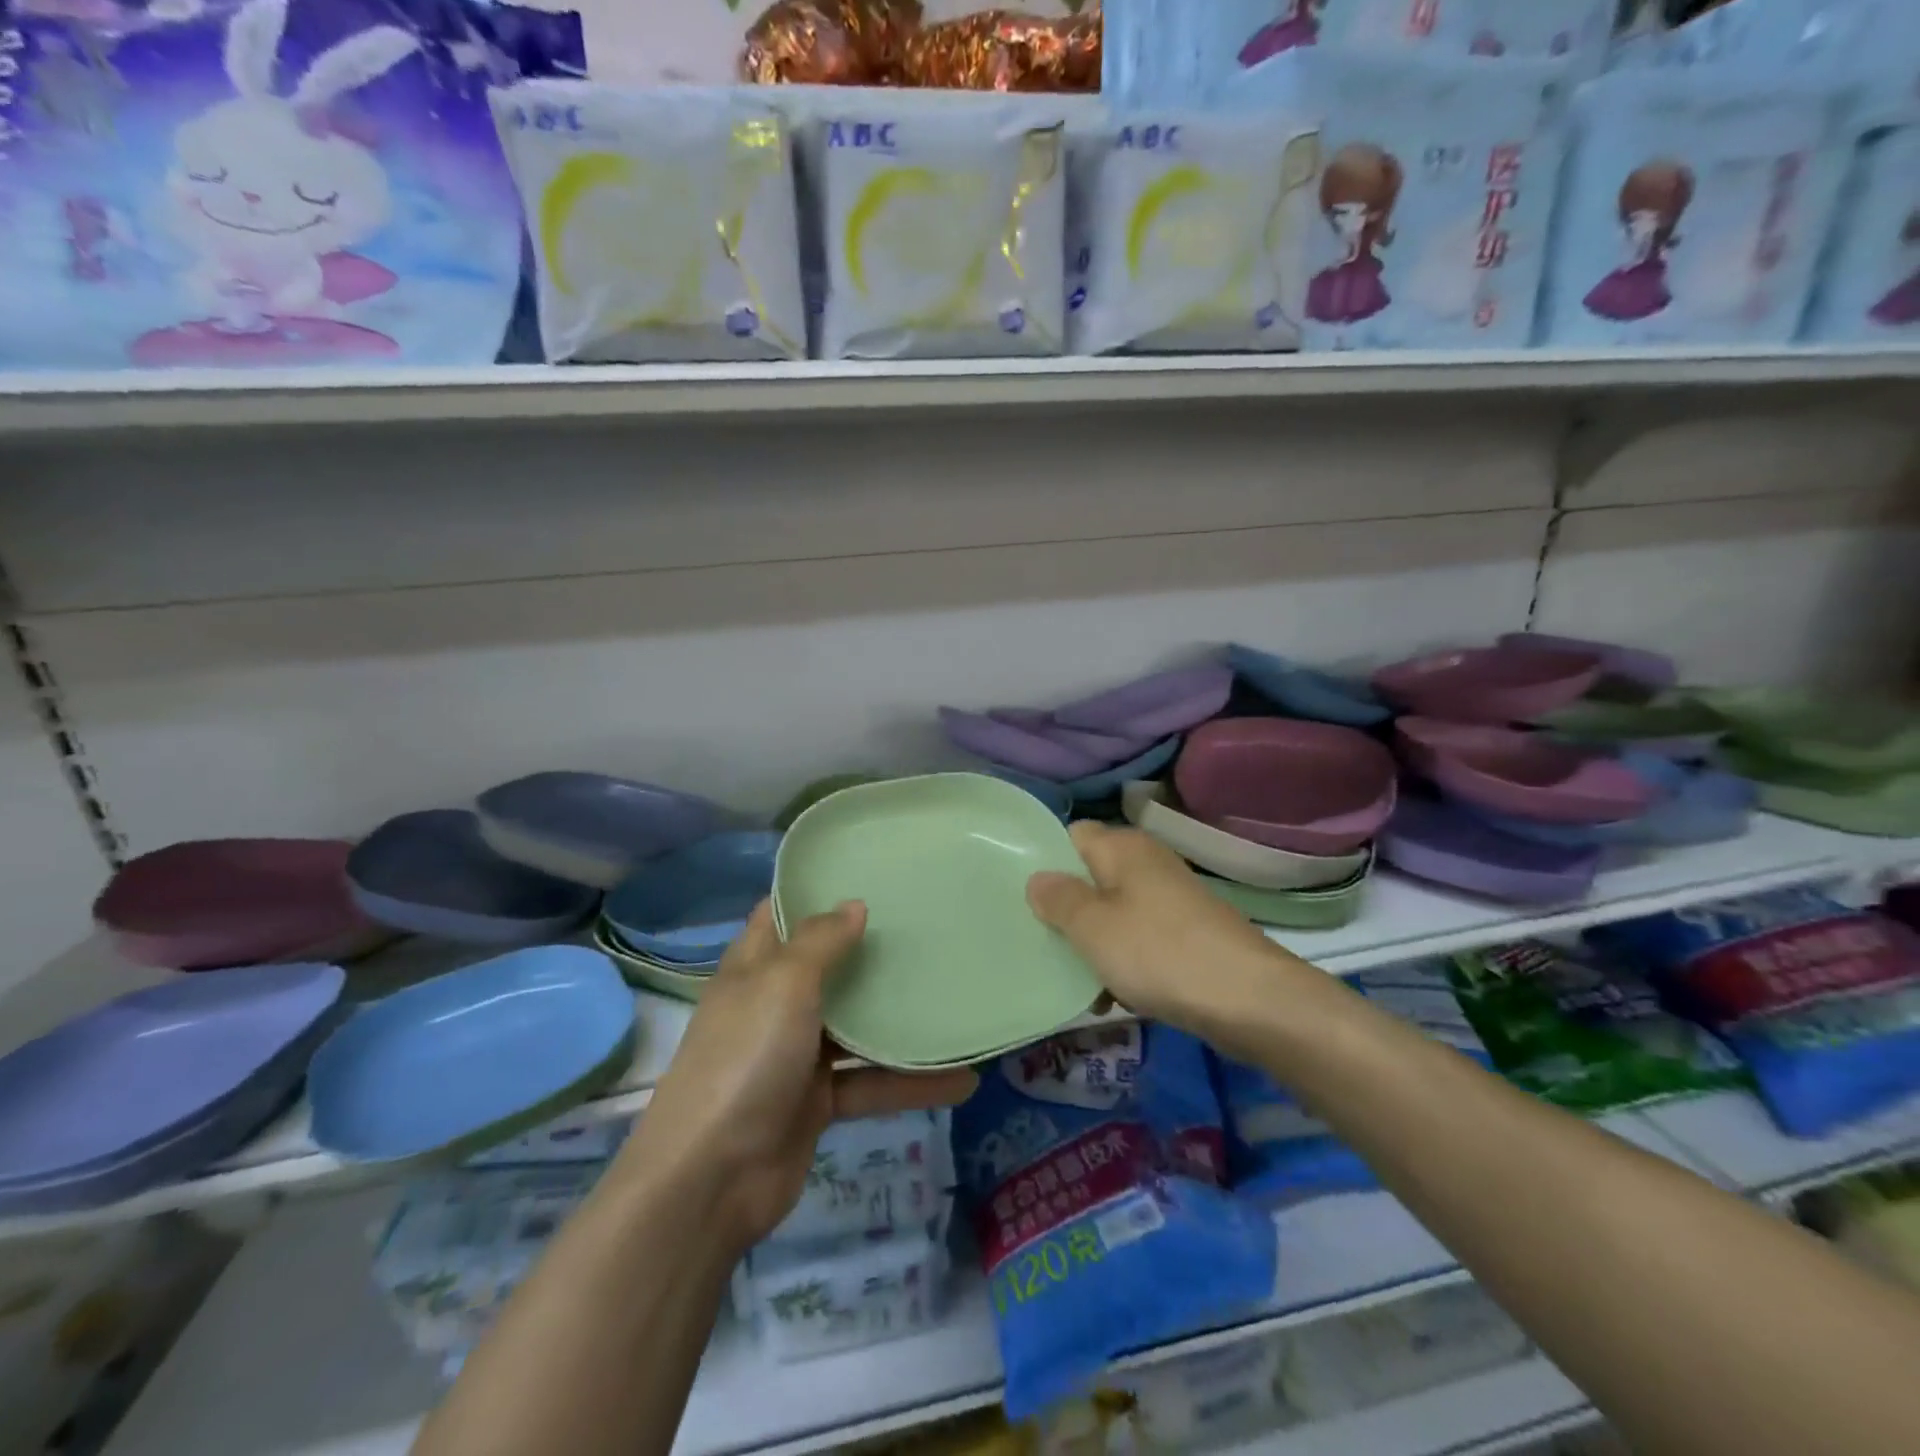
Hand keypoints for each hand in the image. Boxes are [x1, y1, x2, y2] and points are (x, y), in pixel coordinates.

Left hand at [618, 900, 976, 1254]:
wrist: (712, 1177)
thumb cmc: (746, 1056)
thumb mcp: (783, 983)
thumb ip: (821, 941)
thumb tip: (855, 904)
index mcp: (755, 968)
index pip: (782, 915)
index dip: (816, 892)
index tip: (868, 872)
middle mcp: (775, 1004)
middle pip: (828, 967)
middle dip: (870, 950)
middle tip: (927, 926)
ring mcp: (797, 1055)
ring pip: (857, 1028)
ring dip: (900, 1020)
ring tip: (956, 997)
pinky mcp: (818, 1102)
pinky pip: (871, 1082)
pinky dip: (911, 1082)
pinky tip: (962, 1079)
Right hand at [1027, 821, 1317, 1046]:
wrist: (1249, 1000)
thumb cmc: (1158, 952)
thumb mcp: (1092, 926)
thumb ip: (1057, 899)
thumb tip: (1037, 878)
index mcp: (1122, 847)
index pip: (1071, 836)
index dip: (1045, 861)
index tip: (1020, 896)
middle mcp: (1147, 863)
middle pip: (1091, 877)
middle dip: (1065, 910)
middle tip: (1038, 941)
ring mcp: (1170, 899)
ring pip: (1114, 913)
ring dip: (1093, 943)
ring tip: (1072, 979)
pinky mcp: (1187, 933)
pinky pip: (1140, 939)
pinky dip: (1123, 961)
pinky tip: (1112, 997)